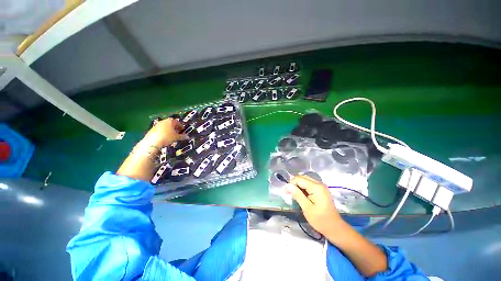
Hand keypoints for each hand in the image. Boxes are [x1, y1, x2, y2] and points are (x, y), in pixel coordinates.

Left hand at [142, 118, 187, 146]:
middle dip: (175, 128)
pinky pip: (161, 130)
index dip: (181, 126)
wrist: (152, 142)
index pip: (178, 122)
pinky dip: (164, 132)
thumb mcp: (176, 137)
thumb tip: (187, 137)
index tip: (183, 130)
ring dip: (169, 130)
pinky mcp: (152, 129)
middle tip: (178, 133)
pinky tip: (165, 137)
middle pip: (171, 123)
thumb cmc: (167, 137)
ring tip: (172, 136)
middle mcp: (164, 121)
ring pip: (166, 126)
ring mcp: (157, 125)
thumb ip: (183, 136)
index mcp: (170, 121)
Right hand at [286, 175, 341, 235]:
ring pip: (305, 180)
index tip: (287, 192)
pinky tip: (302, 196)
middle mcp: (319, 184)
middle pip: (302, 177)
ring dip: (299, 186)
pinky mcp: (322, 190)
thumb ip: (297, 194)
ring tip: (296, 196)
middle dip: (295, 184)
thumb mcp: (306, 208)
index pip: (299, 179)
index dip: (291, 184)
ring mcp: (321, 186)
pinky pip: (309, 184)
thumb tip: (287, 185)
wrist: (335, 228)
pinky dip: (304, 188)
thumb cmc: (320, 220)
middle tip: (291, 194)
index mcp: (316, 187)